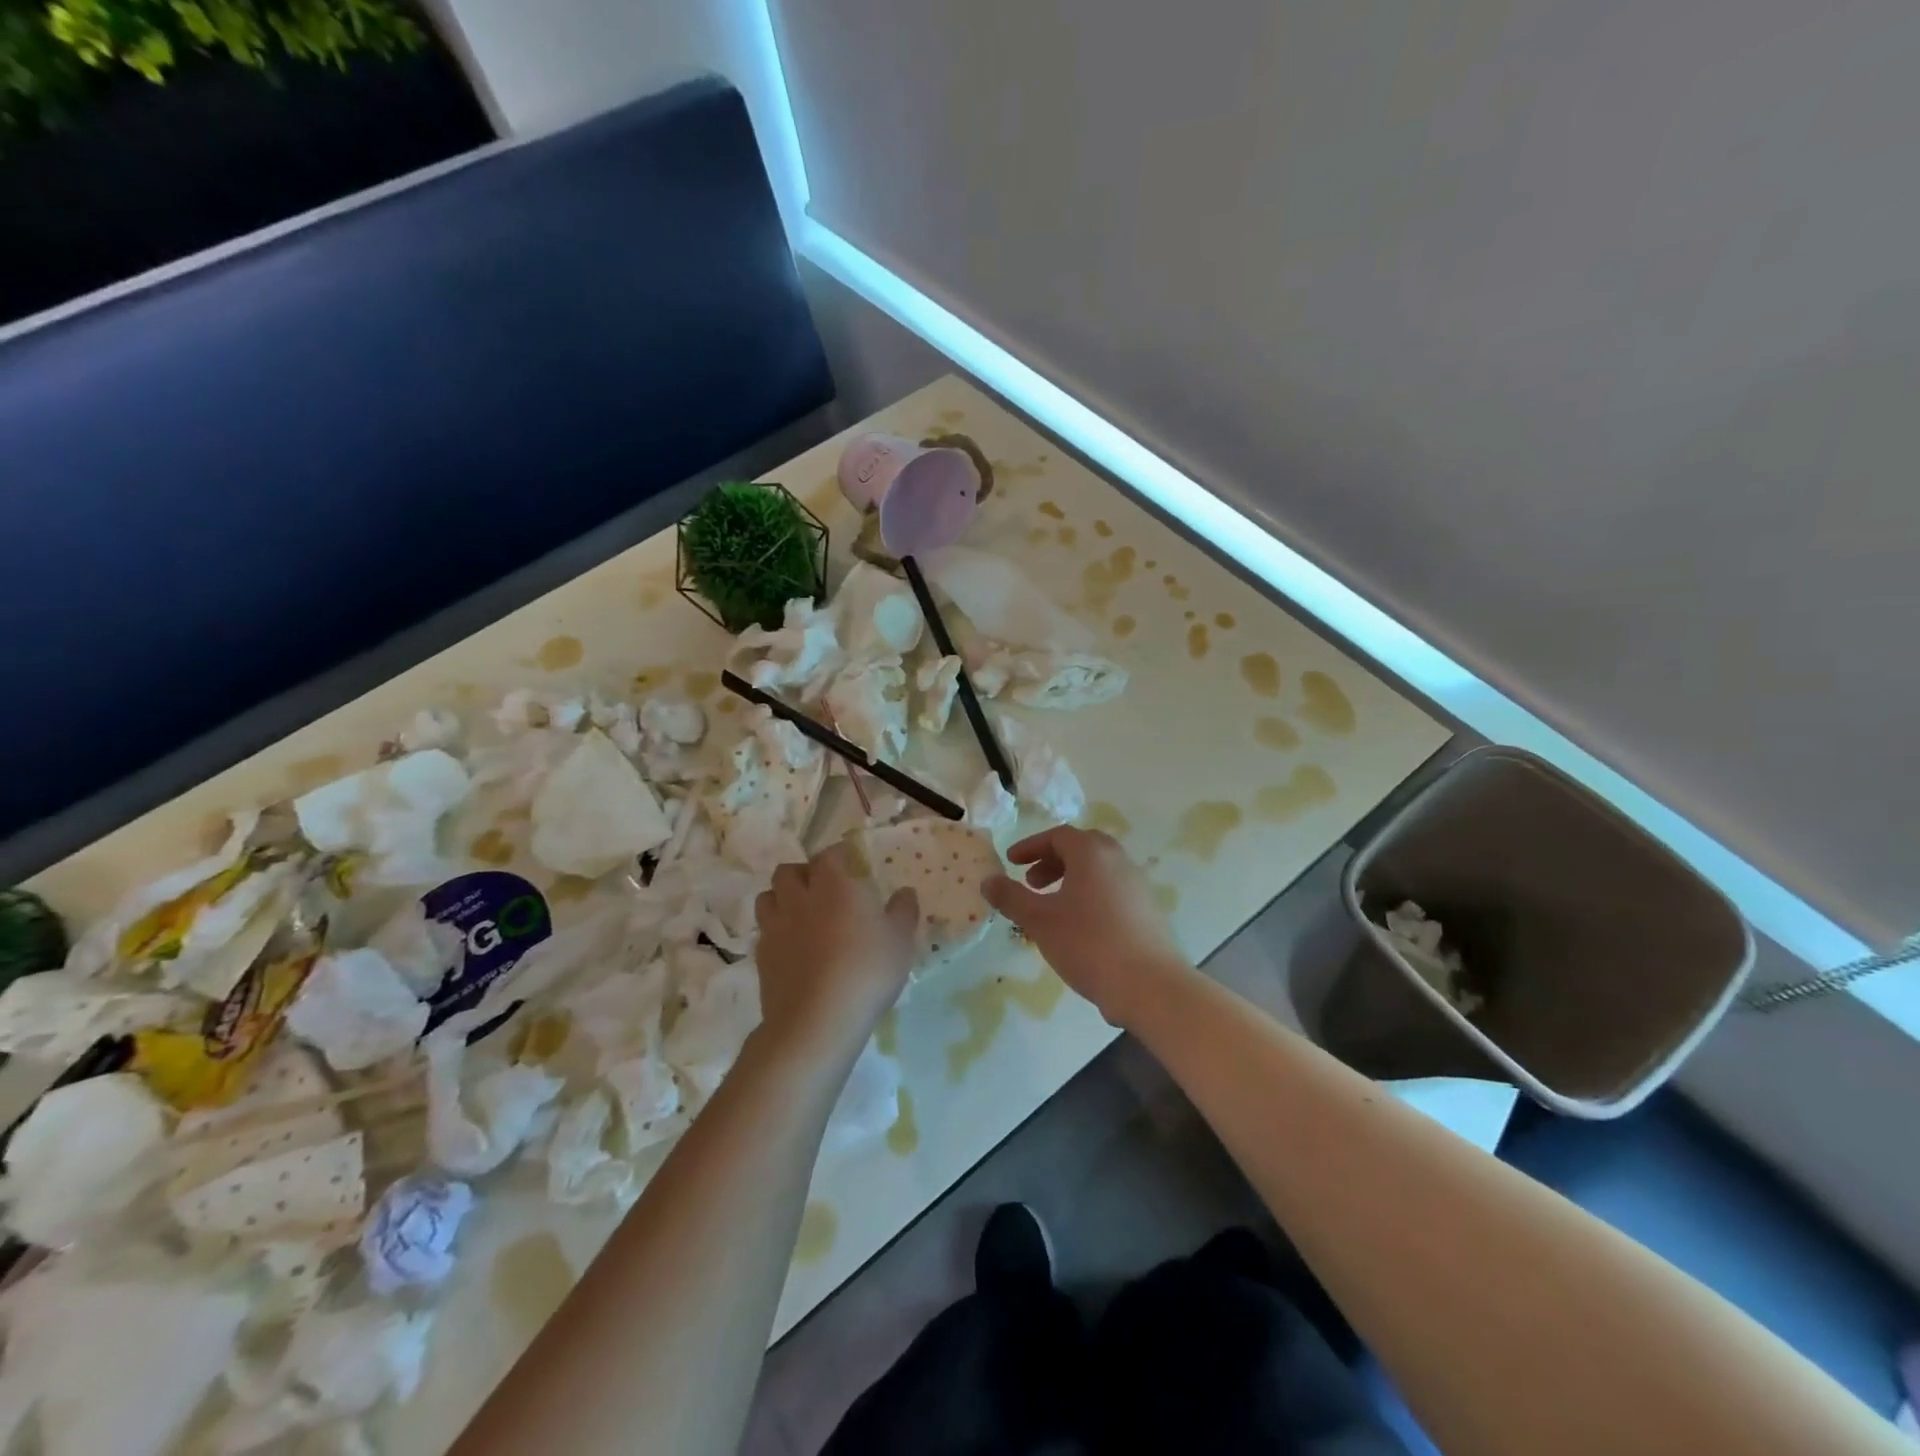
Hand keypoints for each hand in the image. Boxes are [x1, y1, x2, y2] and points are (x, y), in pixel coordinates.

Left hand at [754, 843, 919, 1053]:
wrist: (817, 1021)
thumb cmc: (866, 971)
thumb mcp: (900, 941)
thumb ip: (903, 911)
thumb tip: (905, 892)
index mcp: (833, 886)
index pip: (828, 856)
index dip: (837, 855)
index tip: (849, 861)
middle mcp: (799, 899)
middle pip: (789, 871)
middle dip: (803, 873)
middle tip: (822, 887)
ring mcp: (776, 928)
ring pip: (767, 897)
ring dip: (782, 898)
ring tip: (800, 912)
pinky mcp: (762, 957)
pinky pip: (764, 931)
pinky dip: (776, 931)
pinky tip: (792, 946)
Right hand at [984, 827, 1193, 1028]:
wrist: (1150, 985)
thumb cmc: (1089, 944)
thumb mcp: (1039, 921)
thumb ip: (1010, 897)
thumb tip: (988, 880)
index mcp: (1092, 853)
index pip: (1057, 836)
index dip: (1030, 847)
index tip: (1011, 862)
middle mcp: (1118, 860)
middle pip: (1081, 848)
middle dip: (1052, 861)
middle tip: (1031, 882)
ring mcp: (1137, 885)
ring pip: (1099, 870)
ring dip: (1071, 879)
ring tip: (1052, 908)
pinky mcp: (1148, 910)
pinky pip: (1112, 890)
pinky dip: (1090, 895)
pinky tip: (1079, 927)